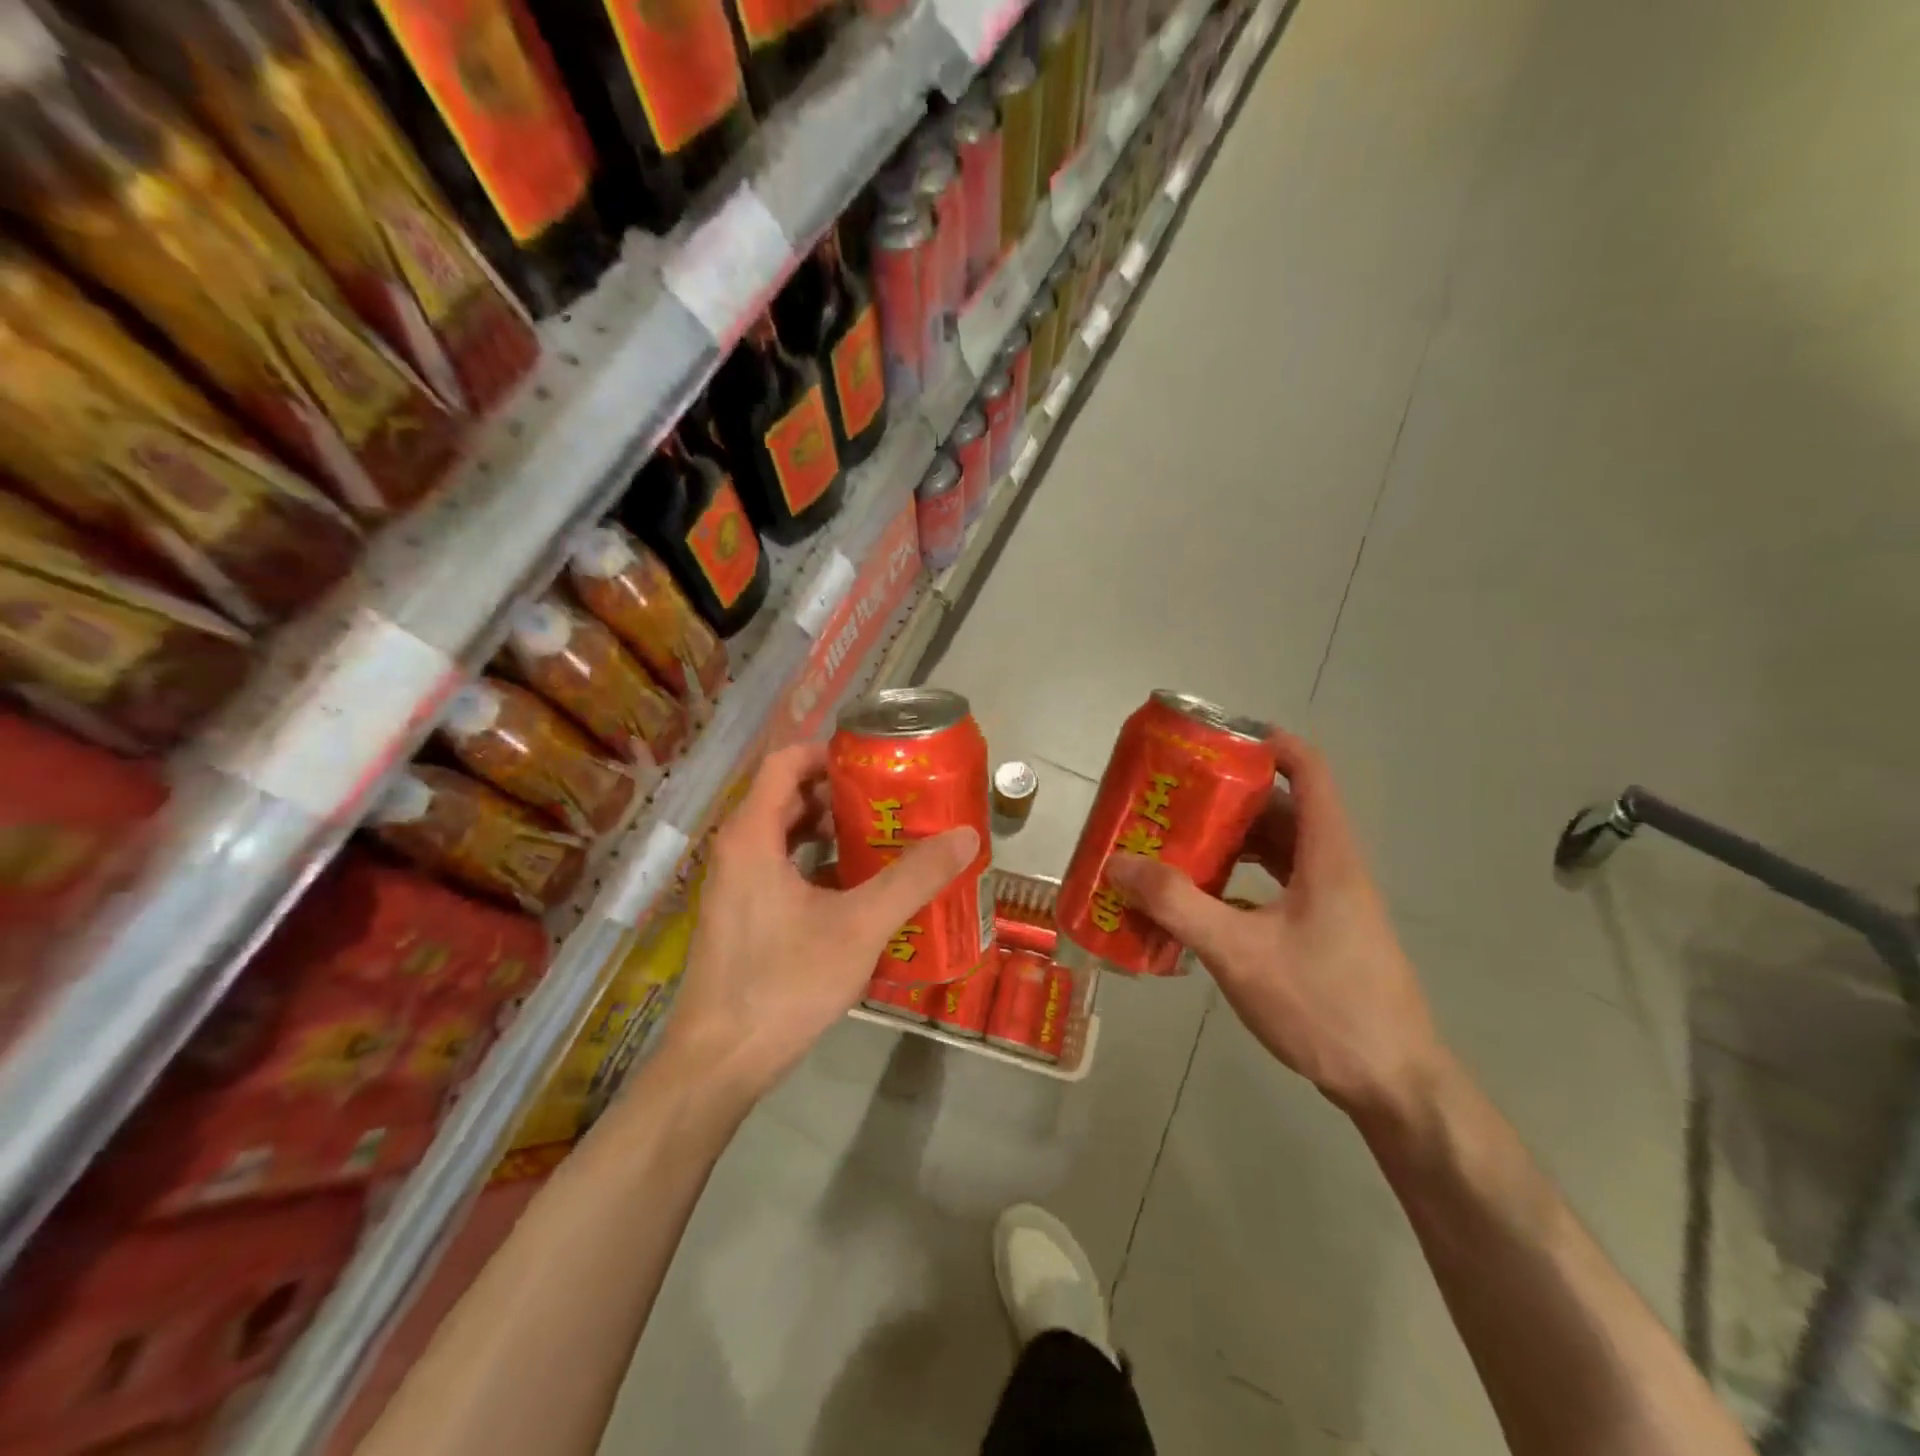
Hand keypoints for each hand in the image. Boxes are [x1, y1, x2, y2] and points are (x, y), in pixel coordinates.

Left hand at [663, 744, 979, 1099]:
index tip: (876, 763)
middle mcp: (737, 852)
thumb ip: (912, 879)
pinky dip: (819, 867)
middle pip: (789, 798)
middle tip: (894, 801)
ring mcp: (736, 887)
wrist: (718, 1064)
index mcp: (752, 836)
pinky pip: (782, 871)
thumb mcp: (859, 927)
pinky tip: (860, 890)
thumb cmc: (783, 983)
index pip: (785, 762)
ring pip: (786, 838)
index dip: (829, 753)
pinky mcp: (742, 918)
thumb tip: (965, 836)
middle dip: (841, 795)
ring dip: (833, 833)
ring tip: (886, 840)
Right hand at [1105, 731, 1443, 1123]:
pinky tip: (1197, 902)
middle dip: (1225, 798)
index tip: (1215, 740)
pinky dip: (1236, 882)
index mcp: (1326, 854)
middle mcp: (1332, 868)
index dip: (1267, 743)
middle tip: (1170, 798)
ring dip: (1228, 843)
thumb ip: (1177, 904)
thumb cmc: (1324, 1005)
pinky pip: (1273, 888)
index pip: (1308, 770)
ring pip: (1275, 852)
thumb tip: (1118, 862)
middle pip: (1279, 810)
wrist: (1394, 1084)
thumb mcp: (1239, 952)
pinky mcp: (1322, 933)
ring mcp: (1330, 903)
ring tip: (1172, 844)